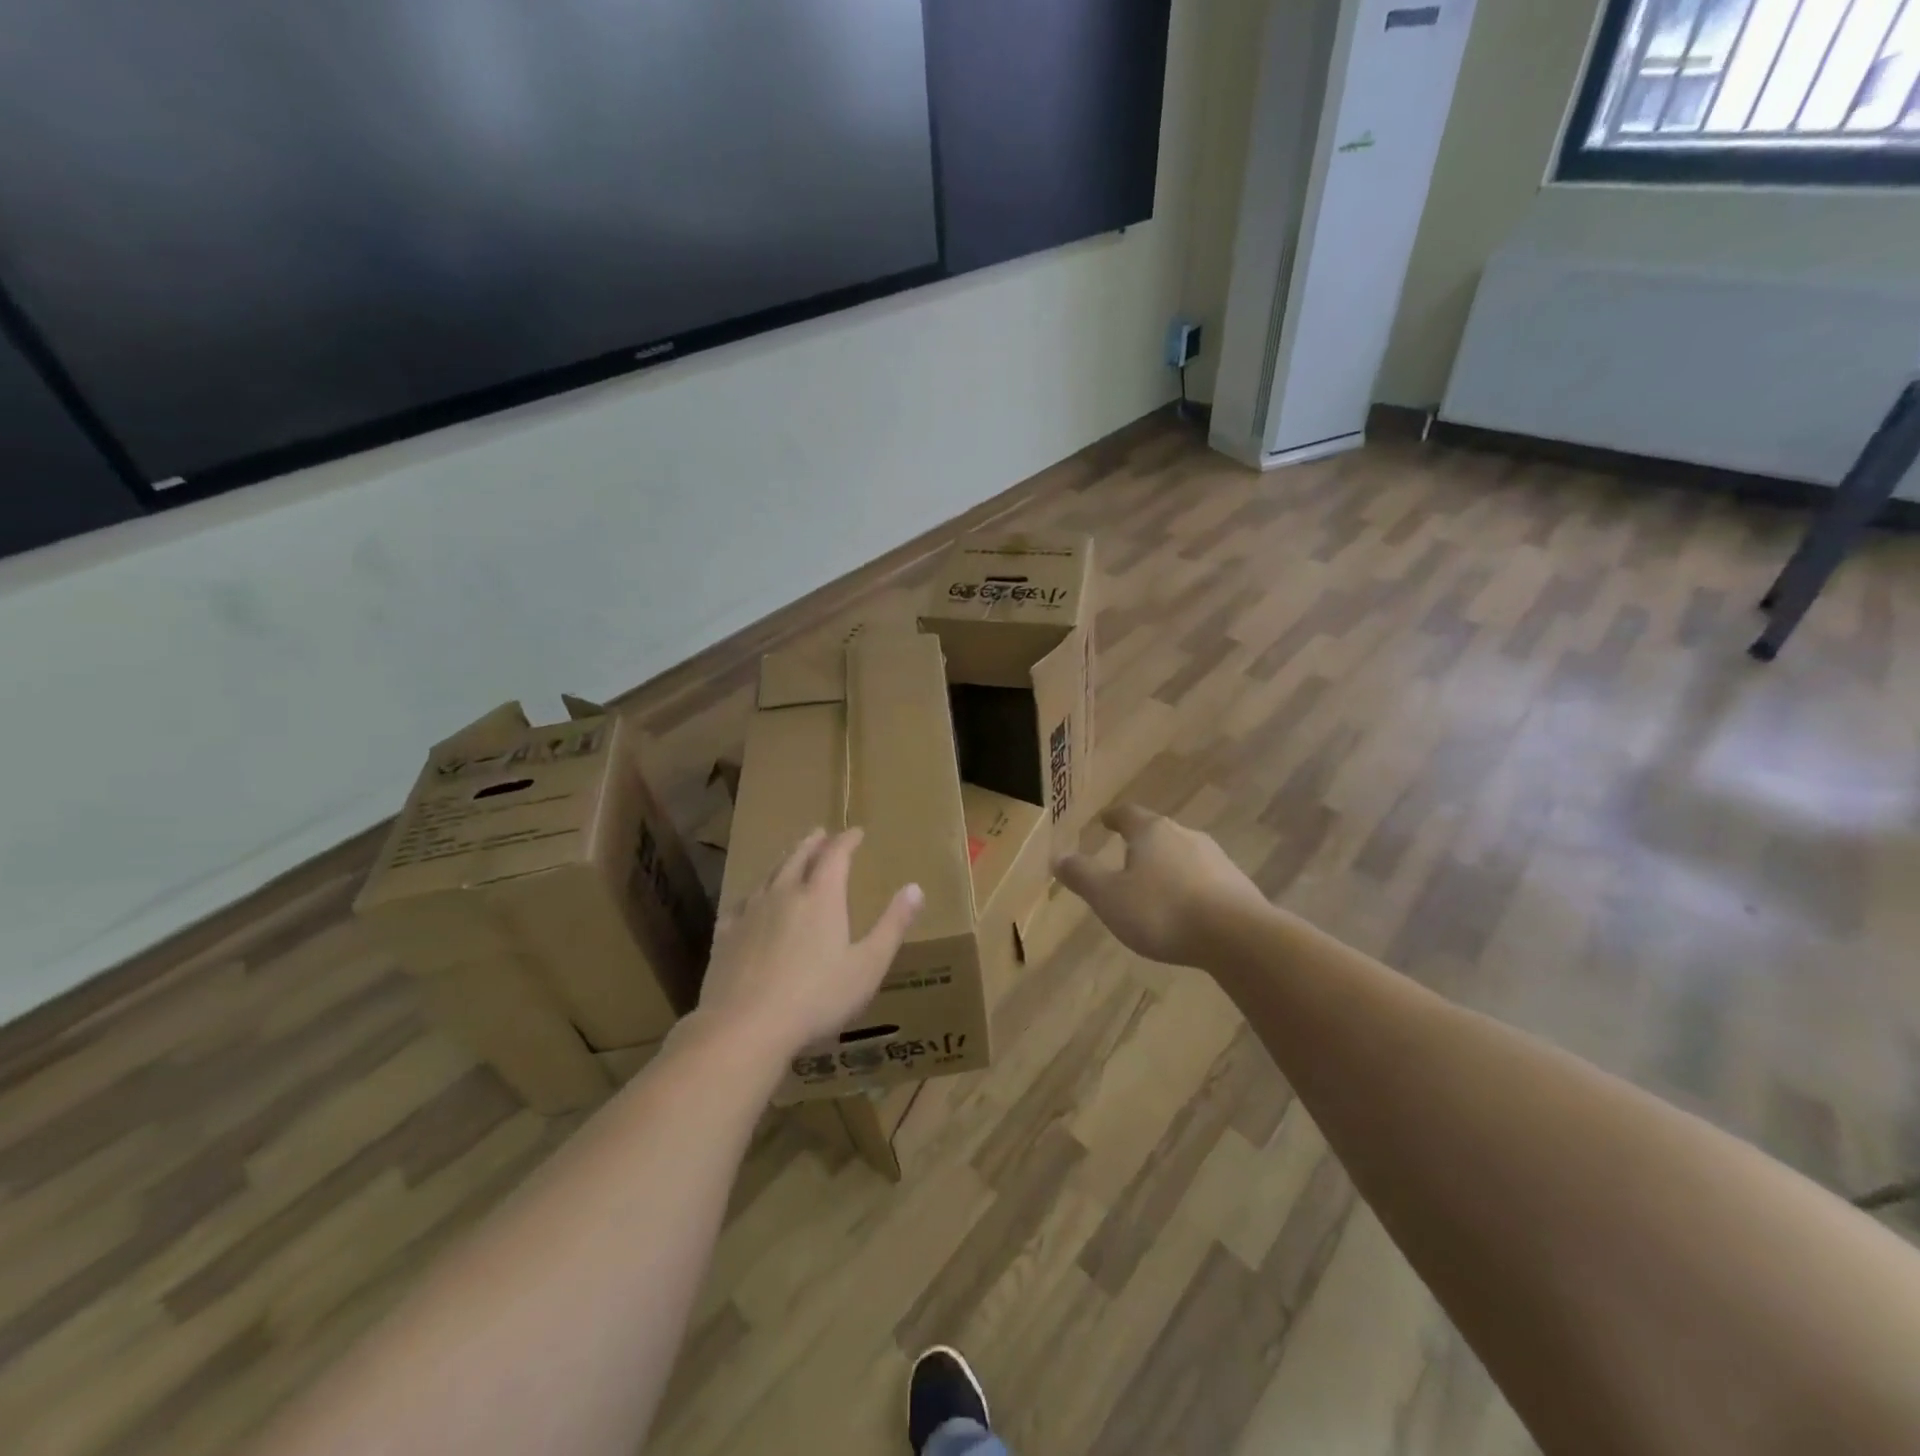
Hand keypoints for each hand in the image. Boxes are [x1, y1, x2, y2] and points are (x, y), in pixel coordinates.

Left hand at [692, 827, 922, 1062]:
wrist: (746, 1026)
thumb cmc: (817, 997)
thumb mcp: (868, 965)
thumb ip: (893, 925)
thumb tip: (915, 888)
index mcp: (821, 897)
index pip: (836, 855)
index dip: (848, 840)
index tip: (857, 832)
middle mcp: (784, 894)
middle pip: (799, 857)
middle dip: (813, 843)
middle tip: (821, 834)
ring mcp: (751, 912)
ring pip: (769, 875)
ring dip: (784, 861)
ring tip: (790, 857)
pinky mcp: (725, 935)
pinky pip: (741, 903)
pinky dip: (753, 894)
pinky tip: (750, 902)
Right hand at [1054, 804, 1268, 967]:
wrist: (1237, 937)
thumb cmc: (1162, 911)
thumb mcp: (1109, 897)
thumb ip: (1082, 876)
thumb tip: (1058, 857)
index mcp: (1151, 832)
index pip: (1128, 815)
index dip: (1113, 817)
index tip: (1105, 820)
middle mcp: (1185, 835)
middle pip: (1158, 833)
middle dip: (1141, 843)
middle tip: (1125, 856)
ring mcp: (1216, 858)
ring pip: (1183, 855)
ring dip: (1167, 866)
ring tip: (1154, 886)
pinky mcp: (1237, 885)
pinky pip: (1204, 879)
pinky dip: (1189, 887)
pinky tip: (1186, 909)